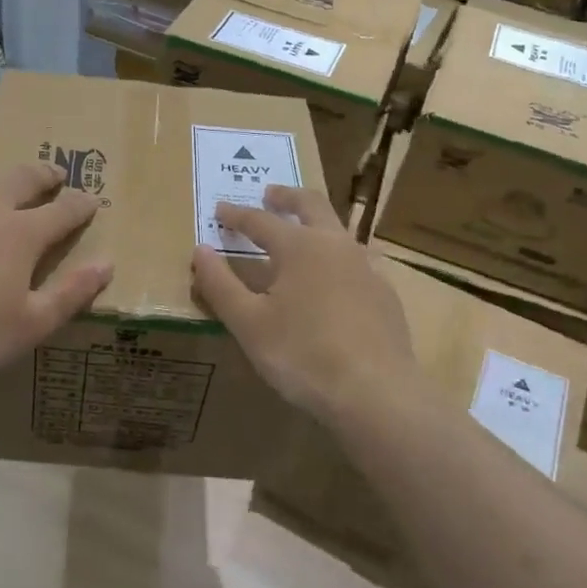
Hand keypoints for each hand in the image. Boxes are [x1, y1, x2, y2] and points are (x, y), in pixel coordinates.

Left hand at [0, 162, 112, 383]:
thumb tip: (106, 263)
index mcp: (22, 234)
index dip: (82, 205)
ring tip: (6, 198)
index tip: (94, 201)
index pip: (63, 210)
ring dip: (2, 188)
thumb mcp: (32, 324)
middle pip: (23, 179)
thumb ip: (71, 293)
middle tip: (56, 175)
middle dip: (45, 175)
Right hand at [191, 186, 416, 426]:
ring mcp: (367, 267)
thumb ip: (220, 284)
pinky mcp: (386, 294)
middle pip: (311, 206)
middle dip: (287, 197)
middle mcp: (336, 245)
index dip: (237, 215)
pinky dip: (338, 256)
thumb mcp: (248, 323)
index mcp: (300, 246)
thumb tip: (200, 250)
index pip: (260, 221)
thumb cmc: (302, 354)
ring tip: (303, 233)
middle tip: (271, 194)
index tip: (220, 209)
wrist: (375, 392)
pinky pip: (358, 260)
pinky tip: (336, 277)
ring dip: (316, 223)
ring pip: (339, 231)